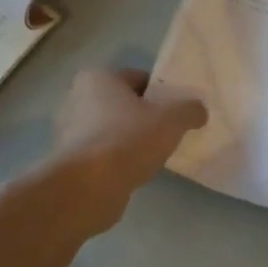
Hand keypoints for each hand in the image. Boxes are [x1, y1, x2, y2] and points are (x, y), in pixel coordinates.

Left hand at [43, 68, 206, 236]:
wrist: (87, 188)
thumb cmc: (128, 140)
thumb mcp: (172, 119)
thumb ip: (190, 109)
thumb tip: (198, 111)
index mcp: (98, 78)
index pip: (140, 78)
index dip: (163, 93)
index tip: (180, 111)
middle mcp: (77, 99)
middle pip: (125, 104)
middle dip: (147, 117)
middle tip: (171, 132)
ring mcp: (69, 133)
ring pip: (114, 130)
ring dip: (133, 140)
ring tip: (156, 155)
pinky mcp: (70, 162)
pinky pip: (104, 154)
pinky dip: (119, 160)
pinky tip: (137, 171)